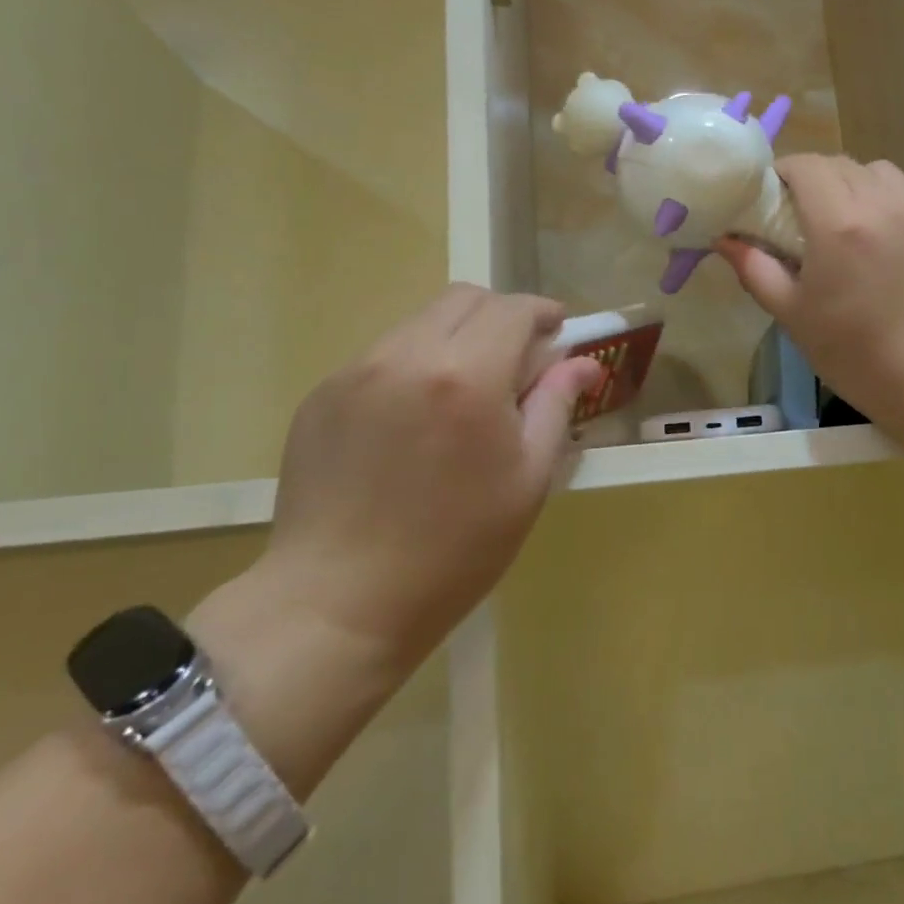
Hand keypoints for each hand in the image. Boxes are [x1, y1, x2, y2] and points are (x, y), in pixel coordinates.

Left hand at [258, 285, 600, 667]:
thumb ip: (556, 405)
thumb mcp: (527, 479)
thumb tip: (582, 362)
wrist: (338, 604)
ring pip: (420, 323)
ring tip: (463, 396)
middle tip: (516, 360)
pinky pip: (382, 357)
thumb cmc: (455, 549)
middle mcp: (407, 356)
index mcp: (466, 376)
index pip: (514, 309)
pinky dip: (414, 366)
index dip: (543, 313)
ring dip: (456, 339)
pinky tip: (414, 422)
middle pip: (464, 299)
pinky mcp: (321, 395)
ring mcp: (355, 372)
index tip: (558, 331)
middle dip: (501, 316)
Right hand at [717, 155, 903, 421]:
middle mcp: (879, 202)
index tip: (771, 197)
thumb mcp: (792, 314)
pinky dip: (887, 196)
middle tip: (800, 212)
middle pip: (839, 163)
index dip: (782, 172)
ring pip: (877, 170)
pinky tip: (883, 230)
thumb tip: (724, 240)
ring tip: (845, 218)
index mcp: (837, 222)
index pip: (805, 165)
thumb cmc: (853, 351)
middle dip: (813, 177)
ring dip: (852, 182)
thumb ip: (755, 269)